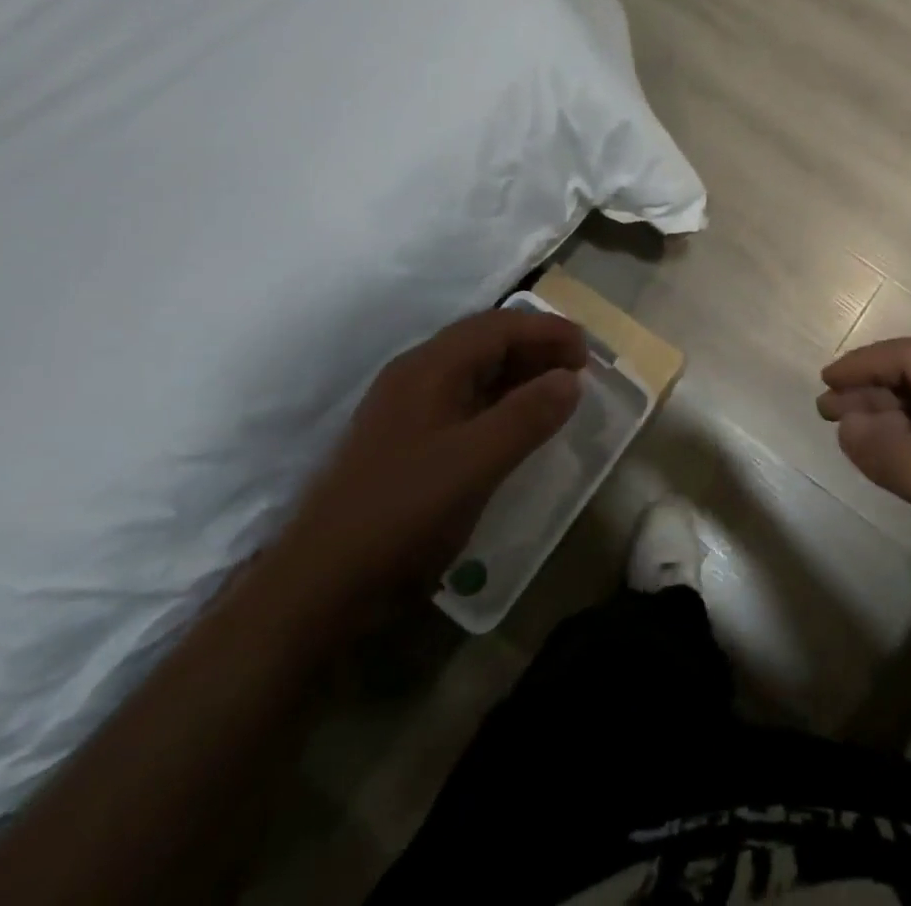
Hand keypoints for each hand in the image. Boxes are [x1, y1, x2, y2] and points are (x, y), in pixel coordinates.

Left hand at [275, 309, 585, 617]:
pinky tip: (516, 426)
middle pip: (484, 342)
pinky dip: (499, 402)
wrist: (322, 583)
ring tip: (557, 394)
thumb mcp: (476, 463)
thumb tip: (570, 379)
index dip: (547, 331)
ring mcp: (407, 409)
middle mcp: (416, 376)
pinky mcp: (406, 440)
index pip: (497, 327)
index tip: (588, 353)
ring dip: (519, 374)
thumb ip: (527, 416)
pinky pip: (463, 402)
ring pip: (473, 372)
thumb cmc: (403, 512)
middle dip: (535, 348)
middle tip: (578, 371)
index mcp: (429, 368)